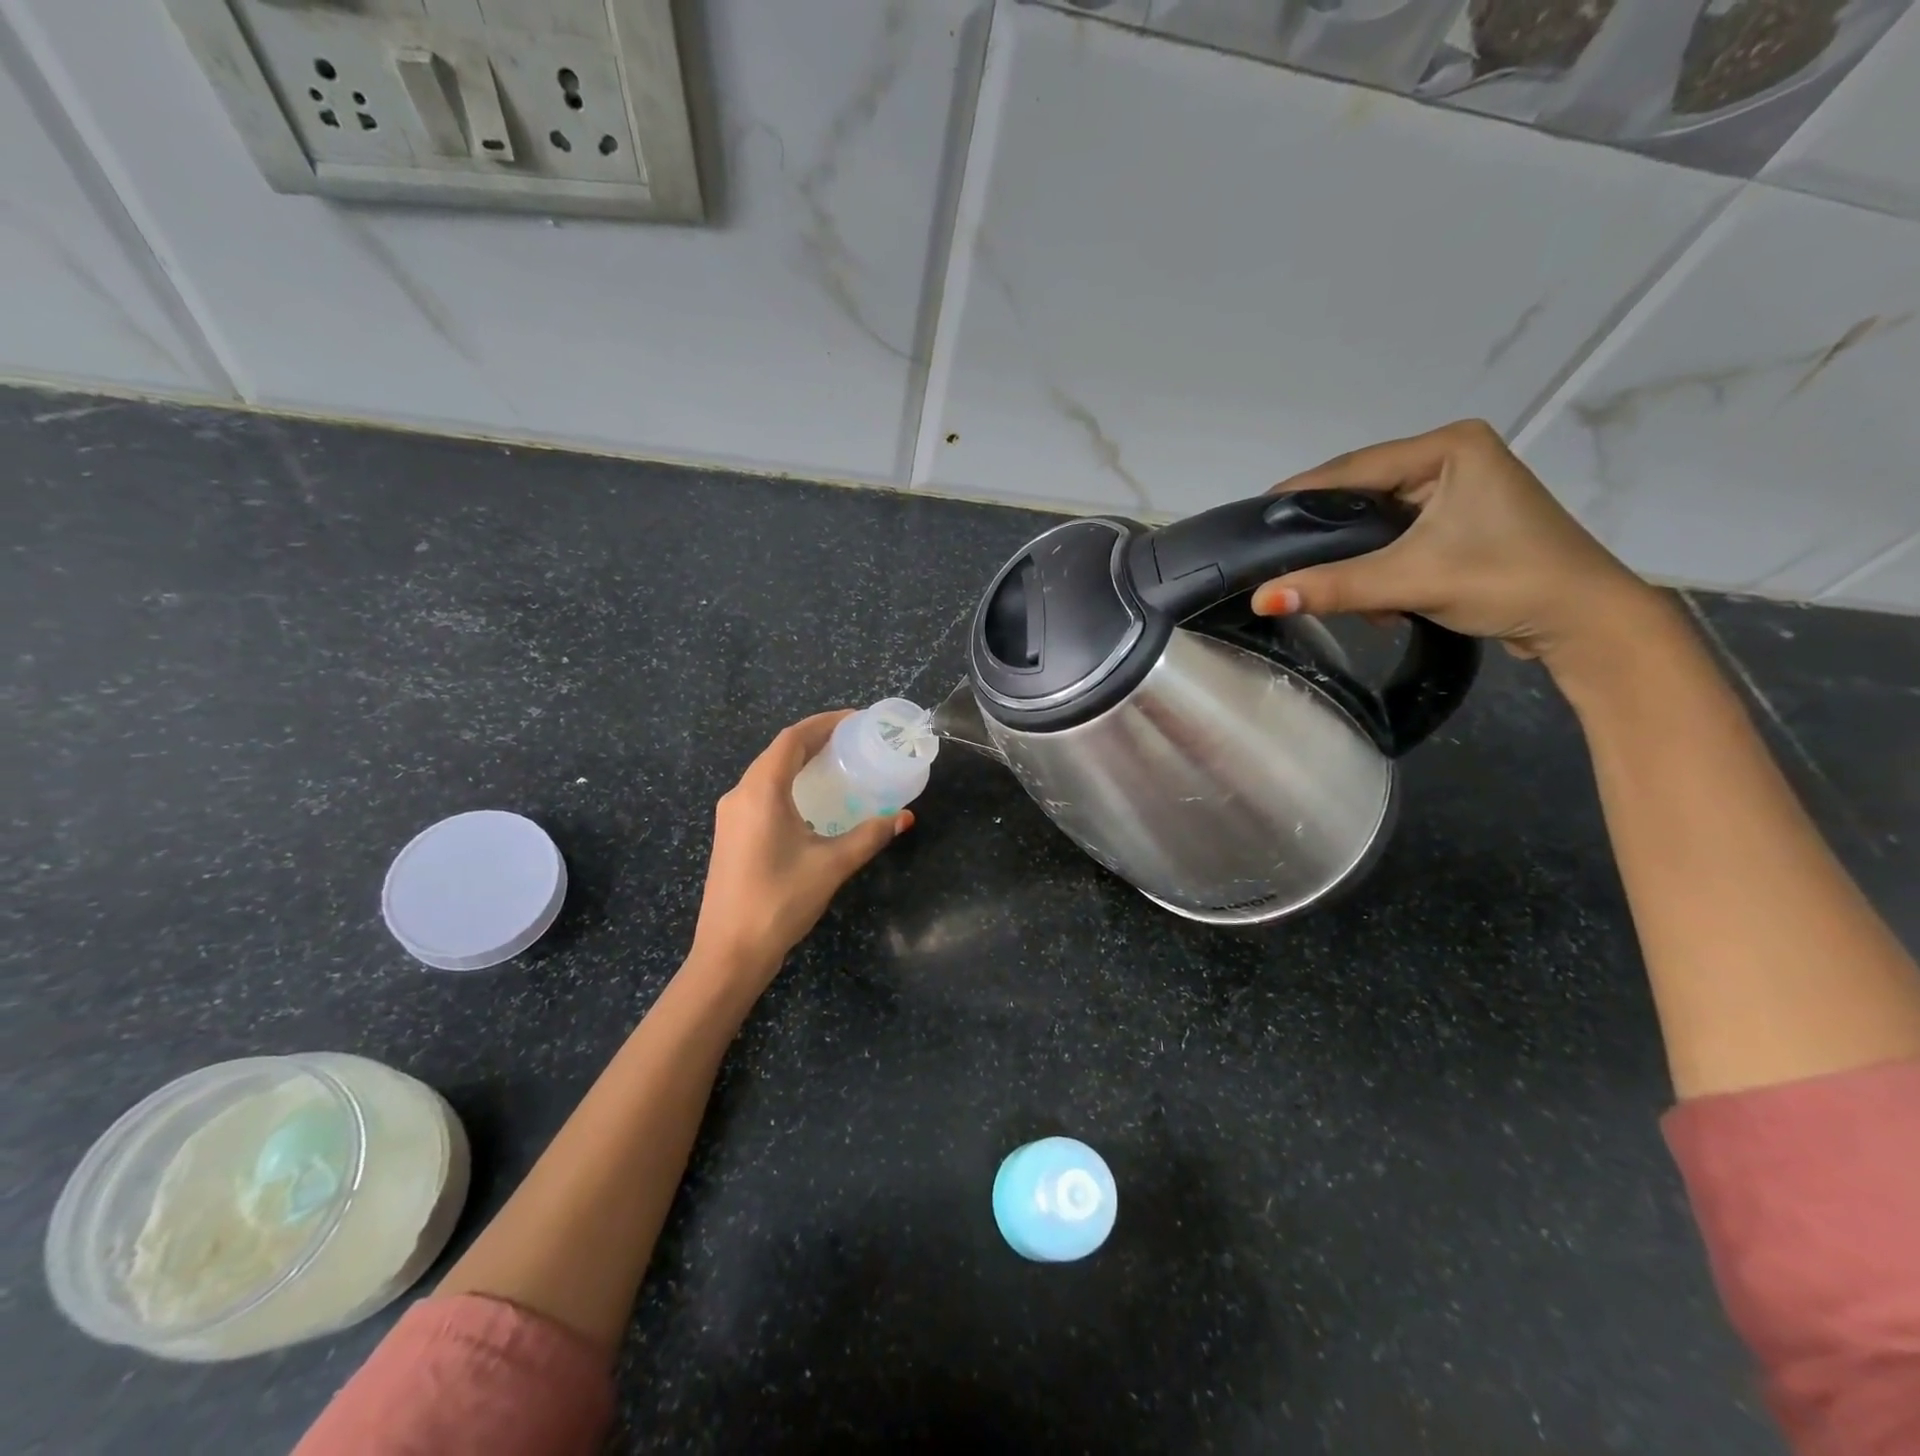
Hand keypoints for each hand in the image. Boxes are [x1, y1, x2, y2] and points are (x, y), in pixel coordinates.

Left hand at [689, 712, 911, 986]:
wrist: (729, 952)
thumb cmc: (779, 901)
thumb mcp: (832, 865)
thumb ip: (869, 836)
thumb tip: (904, 817)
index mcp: (761, 792)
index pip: (792, 739)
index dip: (824, 723)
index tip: (856, 720)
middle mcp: (740, 794)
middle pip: (779, 752)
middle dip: (815, 739)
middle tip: (854, 740)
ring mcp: (731, 815)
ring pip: (768, 772)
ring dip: (800, 761)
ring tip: (837, 763)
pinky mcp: (730, 834)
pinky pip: (761, 792)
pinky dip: (789, 783)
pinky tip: (812, 800)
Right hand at [1249, 420, 1665, 667]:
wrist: (1584, 621)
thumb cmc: (1506, 580)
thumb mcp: (1409, 581)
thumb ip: (1333, 587)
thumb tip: (1260, 600)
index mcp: (1449, 447)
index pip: (1353, 468)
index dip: (1299, 494)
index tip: (1253, 519)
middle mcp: (1453, 458)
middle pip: (1364, 494)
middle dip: (1330, 535)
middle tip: (1281, 559)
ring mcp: (1460, 490)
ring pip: (1378, 521)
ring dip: (1357, 560)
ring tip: (1338, 592)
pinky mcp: (1462, 523)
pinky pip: (1398, 538)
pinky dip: (1381, 567)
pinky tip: (1378, 601)